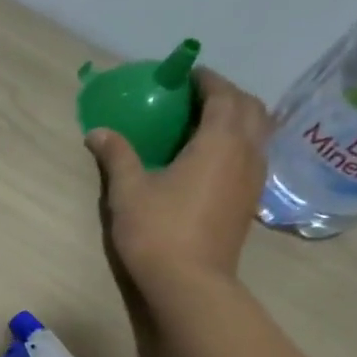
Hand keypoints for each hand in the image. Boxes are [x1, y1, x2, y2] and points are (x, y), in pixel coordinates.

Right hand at [85, 69, 270, 294]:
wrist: (189, 282)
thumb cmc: (157, 230)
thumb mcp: (128, 190)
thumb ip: (117, 155)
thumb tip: (98, 132)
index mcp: (219, 142)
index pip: (223, 95)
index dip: (207, 80)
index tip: (186, 74)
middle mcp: (246, 153)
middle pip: (251, 108)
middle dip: (228, 95)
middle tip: (197, 97)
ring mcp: (253, 179)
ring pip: (258, 133)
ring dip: (238, 119)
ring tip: (206, 124)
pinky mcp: (248, 201)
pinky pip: (253, 156)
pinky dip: (238, 143)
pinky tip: (212, 158)